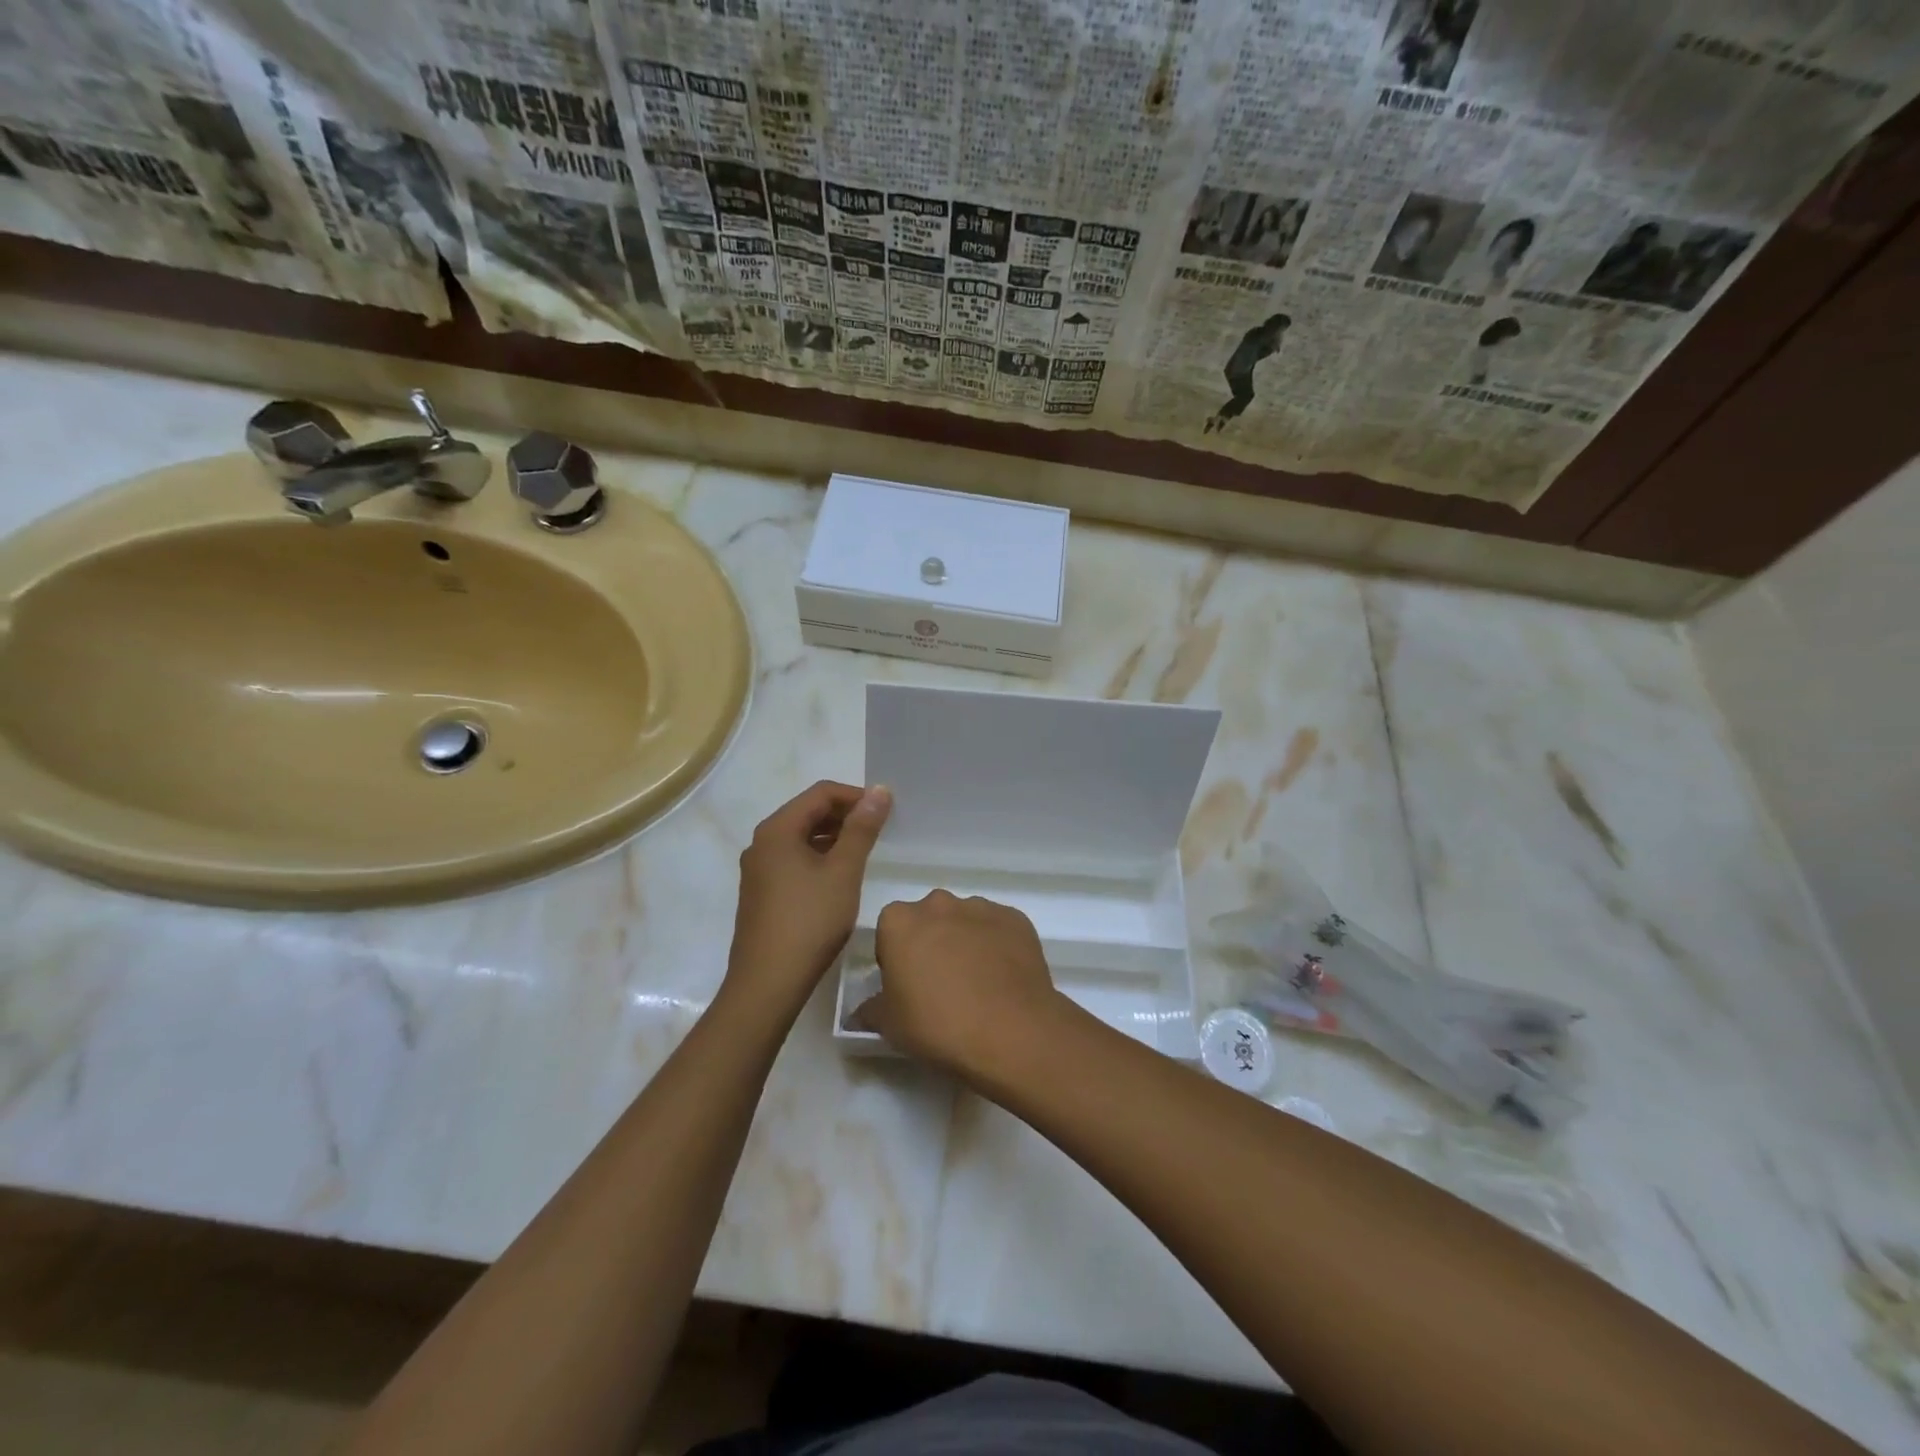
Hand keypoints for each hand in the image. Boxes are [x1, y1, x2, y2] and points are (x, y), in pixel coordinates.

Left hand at [725, 781, 890, 1017]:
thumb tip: (879, 791)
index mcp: (777, 830)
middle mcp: (762, 843)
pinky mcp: (762, 893)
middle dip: (845, 815)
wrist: (768, 983)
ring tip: (865, 852)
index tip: (886, 811)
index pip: (821, 793)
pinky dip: (820, 858)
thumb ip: (862, 829)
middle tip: (880, 830)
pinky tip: (840, 878)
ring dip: (834, 837)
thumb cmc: (810, 921)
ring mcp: (758, 869)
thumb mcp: (843, 872)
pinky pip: (794, 860)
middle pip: (808, 812)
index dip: (856, 796)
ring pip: (801, 838)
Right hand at [858, 890, 1066, 1074]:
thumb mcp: (889, 1026)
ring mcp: (981, 907)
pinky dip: (997, 946)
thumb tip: (862, 1011)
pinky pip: (998, 929)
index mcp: (900, 921)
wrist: (1010, 1032)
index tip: (906, 985)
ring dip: (965, 942)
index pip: (889, 931)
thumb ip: (870, 1010)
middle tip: (940, 984)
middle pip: (928, 919)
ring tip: (977, 984)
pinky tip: (1003, 979)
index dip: (895, 958)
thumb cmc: (938, 1025)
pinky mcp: (1016, 918)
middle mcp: (939, 904)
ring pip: (965, 921)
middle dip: (931, 943)